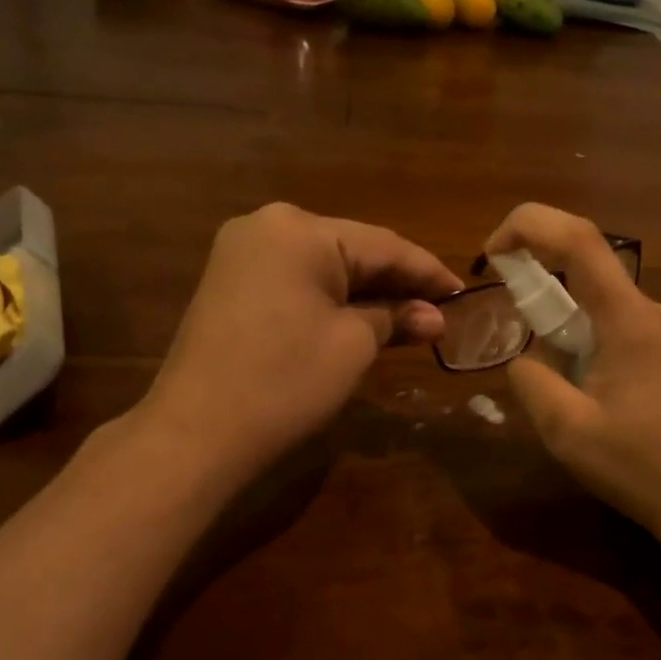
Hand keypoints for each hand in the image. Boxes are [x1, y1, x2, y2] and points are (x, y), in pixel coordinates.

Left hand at [139, 203, 458, 480]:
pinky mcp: (230, 284)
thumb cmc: (285, 382)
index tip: (463, 294)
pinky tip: (362, 318)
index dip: (428, 272)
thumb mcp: (353, 346)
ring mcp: (241, 254)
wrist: (196, 434)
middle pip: (352, 250)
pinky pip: (296, 281)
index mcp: (299, 230)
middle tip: (440, 311)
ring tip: (410, 318)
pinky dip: (331, 300)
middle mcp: (267, 226)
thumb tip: (434, 316)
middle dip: (396, 283)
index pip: (383, 245)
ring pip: (324, 267)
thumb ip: (396, 317)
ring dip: (366, 293)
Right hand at [484, 204, 660, 553]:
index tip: (493, 253)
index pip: (578, 239)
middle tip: (542, 376)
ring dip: (579, 345)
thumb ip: (531, 381)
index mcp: (632, 321)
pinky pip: (632, 336)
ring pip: (609, 316)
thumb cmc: (646, 469)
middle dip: (550, 317)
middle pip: (591, 285)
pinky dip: (604, 356)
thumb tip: (524, 357)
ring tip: (584, 410)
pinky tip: (613, 412)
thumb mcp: (567, 432)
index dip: (528, 226)